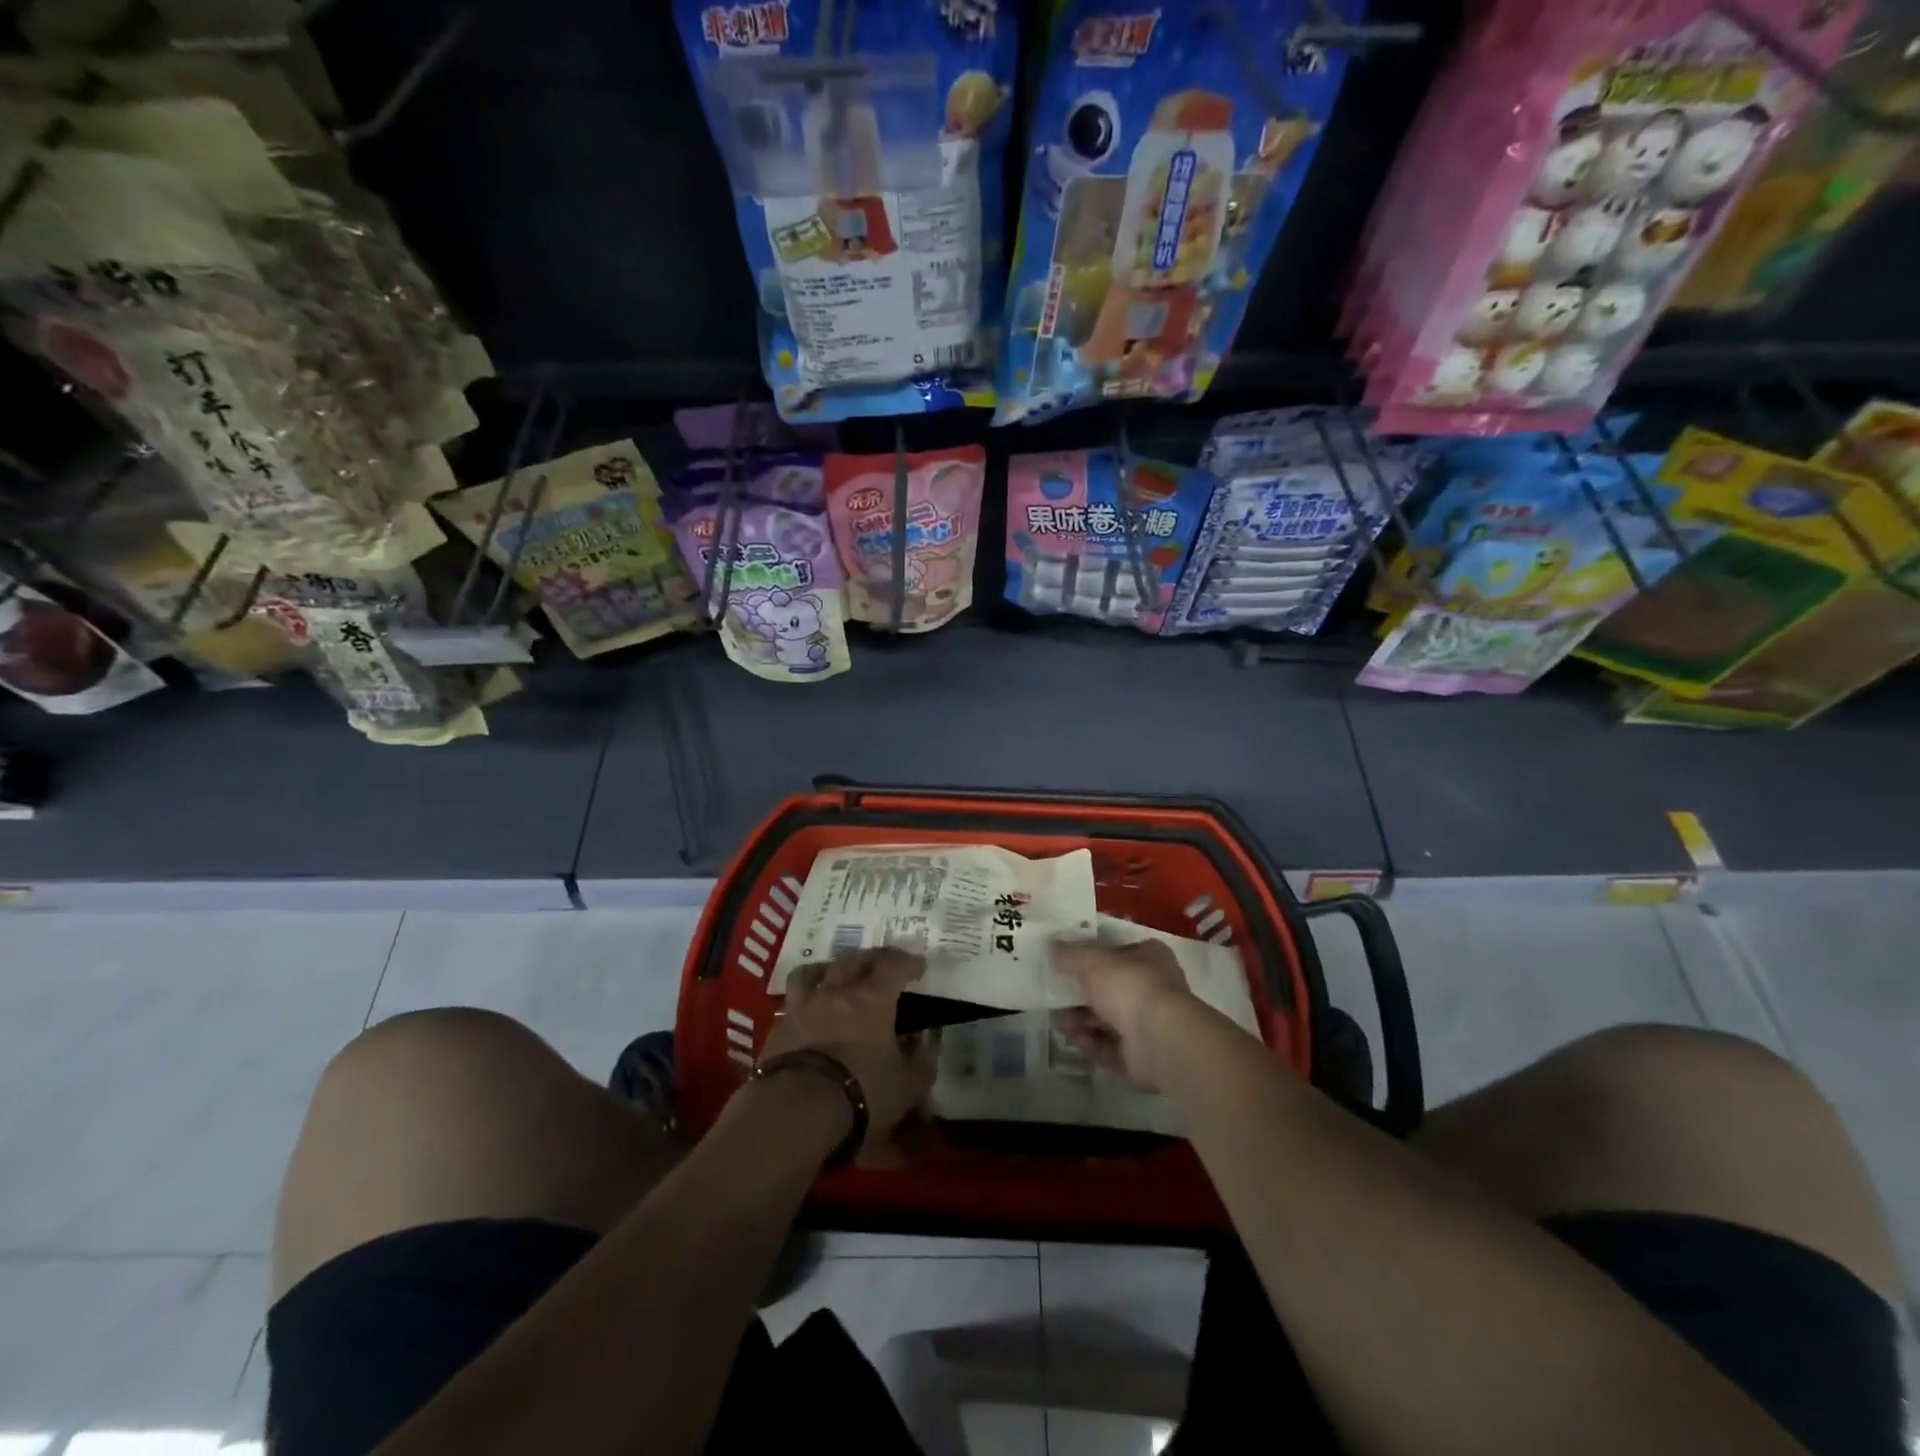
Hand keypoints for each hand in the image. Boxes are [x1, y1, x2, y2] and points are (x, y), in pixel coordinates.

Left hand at [763, 948, 935, 1156]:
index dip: (908, 962)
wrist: (797, 1110)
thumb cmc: (861, 1092)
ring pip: (811, 972)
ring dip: (826, 969)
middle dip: (871, 958)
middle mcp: (836, 992)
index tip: (918, 965)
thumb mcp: (906, 1086)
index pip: (894, 967)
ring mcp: (803, 1007)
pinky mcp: (778, 1028)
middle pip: (854, 960)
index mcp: (873, 999)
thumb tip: (927, 1047)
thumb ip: (920, 1064)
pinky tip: (806, 1014)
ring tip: (832, 974)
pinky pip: (790, 1004)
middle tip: (881, 963)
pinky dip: (802, 1004)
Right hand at [1053, 940, 1197, 1089]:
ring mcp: (1149, 1025)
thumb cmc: (1129, 986)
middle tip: (1055, 995)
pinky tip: (1072, 1038)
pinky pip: (1110, 1047)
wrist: (1160, 1039)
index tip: (1065, 963)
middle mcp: (1152, 988)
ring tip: (1058, 1021)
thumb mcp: (1092, 960)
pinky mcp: (1142, 1056)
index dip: (1091, 957)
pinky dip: (1090, 1042)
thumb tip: (1053, 948)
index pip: (1117, 952)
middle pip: (1109, 989)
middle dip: (1080, 994)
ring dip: (1081, 1019)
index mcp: (1150, 957)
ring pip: (1107, 1020)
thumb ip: (1071, 954)